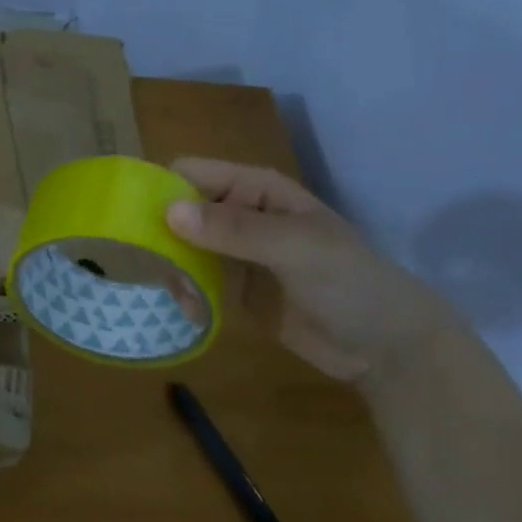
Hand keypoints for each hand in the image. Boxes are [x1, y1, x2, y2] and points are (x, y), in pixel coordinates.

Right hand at [164, 159, 452, 384]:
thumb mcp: (295, 248)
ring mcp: (234, 251)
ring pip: (180, 246)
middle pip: (178, 209)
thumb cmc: (350, 282)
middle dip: (160, 234)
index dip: (160, 187)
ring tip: (181, 296)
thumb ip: (234, 230)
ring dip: (171, 266)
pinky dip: (185, 291)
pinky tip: (192, 311)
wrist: (389, 348)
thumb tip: (169, 212)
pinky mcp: (233, 287)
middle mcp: (238, 213)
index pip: (190, 173)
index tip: (132, 218)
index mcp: (254, 189)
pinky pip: (194, 279)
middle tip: (156, 266)